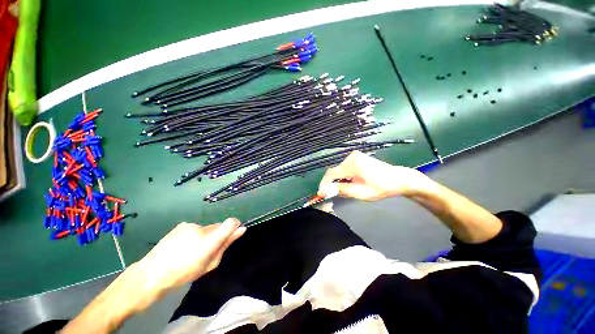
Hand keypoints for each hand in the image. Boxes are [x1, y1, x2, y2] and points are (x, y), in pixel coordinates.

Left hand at [136, 218, 245, 290]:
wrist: (152, 273)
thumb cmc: (184, 273)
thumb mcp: (210, 264)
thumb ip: (226, 245)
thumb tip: (241, 229)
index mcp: (209, 241)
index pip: (231, 223)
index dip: (235, 226)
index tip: (233, 232)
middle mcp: (202, 228)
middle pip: (219, 226)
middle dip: (217, 235)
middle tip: (207, 250)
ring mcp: (191, 225)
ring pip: (207, 227)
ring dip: (205, 235)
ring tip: (192, 250)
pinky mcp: (183, 224)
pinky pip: (196, 228)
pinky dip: (195, 234)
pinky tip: (183, 246)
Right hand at [318, 151, 433, 200]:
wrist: (398, 179)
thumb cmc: (381, 187)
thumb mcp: (360, 192)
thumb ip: (341, 190)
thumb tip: (325, 191)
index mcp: (352, 164)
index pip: (331, 174)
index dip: (325, 184)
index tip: (321, 194)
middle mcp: (351, 157)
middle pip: (335, 172)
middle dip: (333, 183)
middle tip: (335, 194)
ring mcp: (354, 156)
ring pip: (339, 170)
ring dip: (339, 180)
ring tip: (346, 190)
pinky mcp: (357, 158)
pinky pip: (345, 168)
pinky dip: (344, 176)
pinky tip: (350, 183)